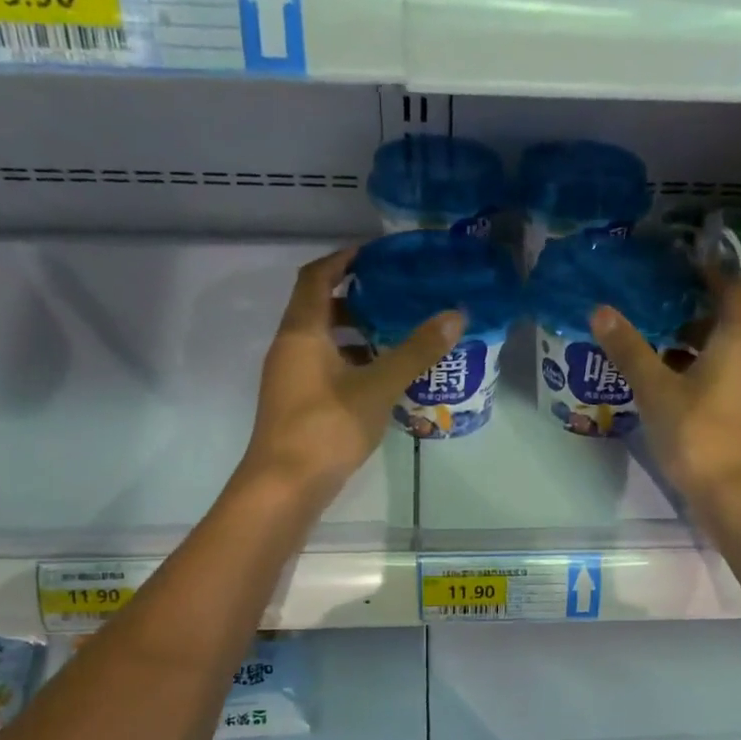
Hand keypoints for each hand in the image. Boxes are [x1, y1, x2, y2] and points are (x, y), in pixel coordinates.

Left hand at [242, 246, 464, 501]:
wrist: (285, 485)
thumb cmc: (327, 427)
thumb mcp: (378, 386)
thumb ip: (416, 351)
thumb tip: (455, 314)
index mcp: (302, 331)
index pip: (317, 276)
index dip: (344, 259)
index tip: (377, 254)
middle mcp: (290, 347)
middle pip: (320, 308)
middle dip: (357, 299)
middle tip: (397, 297)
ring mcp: (290, 378)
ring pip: (324, 342)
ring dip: (357, 335)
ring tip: (397, 337)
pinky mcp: (297, 404)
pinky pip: (325, 369)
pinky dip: (352, 364)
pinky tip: (382, 379)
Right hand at [590, 272, 740, 512]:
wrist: (733, 496)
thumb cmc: (698, 435)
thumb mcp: (656, 391)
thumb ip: (630, 351)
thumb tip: (601, 310)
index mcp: (734, 344)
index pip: (733, 293)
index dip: (714, 274)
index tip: (687, 262)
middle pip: (724, 325)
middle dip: (693, 310)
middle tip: (657, 300)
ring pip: (716, 356)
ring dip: (688, 344)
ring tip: (650, 338)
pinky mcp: (733, 418)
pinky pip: (712, 381)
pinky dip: (689, 372)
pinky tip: (660, 382)